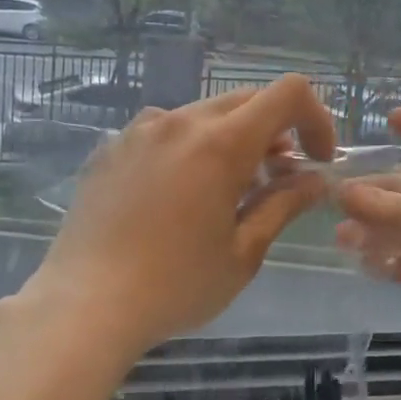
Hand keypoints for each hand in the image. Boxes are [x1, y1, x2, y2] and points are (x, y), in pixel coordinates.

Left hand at [19, 74, 336, 364]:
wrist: (84, 306)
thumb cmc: (176, 285)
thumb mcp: (244, 251)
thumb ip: (284, 204)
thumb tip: (316, 180)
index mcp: (221, 143)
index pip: (288, 93)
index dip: (315, 118)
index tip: (315, 160)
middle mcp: (180, 121)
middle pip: (246, 101)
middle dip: (275, 131)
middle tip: (275, 180)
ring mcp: (139, 130)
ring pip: (204, 114)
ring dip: (230, 139)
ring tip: (223, 191)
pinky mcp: (111, 147)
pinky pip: (163, 131)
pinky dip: (188, 148)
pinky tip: (175, 196)